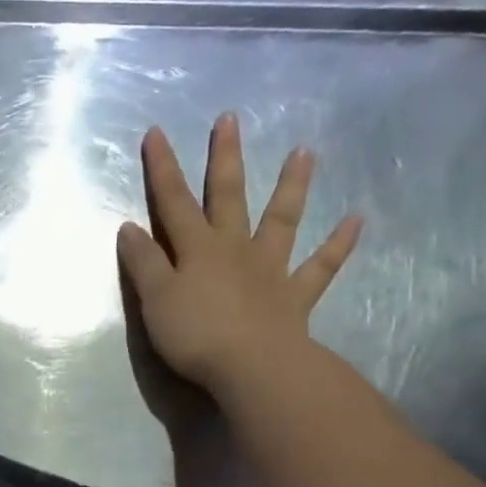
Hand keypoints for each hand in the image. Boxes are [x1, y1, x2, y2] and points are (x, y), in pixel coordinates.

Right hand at [118, 114, 361, 398]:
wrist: (252, 367)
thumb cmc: (195, 335)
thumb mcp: (155, 300)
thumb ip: (144, 263)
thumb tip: (129, 227)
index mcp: (197, 249)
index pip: (174, 202)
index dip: (163, 168)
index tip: (157, 132)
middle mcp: (235, 248)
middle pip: (228, 196)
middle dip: (226, 158)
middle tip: (231, 119)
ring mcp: (270, 269)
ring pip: (282, 219)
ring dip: (292, 185)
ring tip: (304, 152)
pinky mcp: (295, 295)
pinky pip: (320, 266)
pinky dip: (338, 244)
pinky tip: (356, 220)